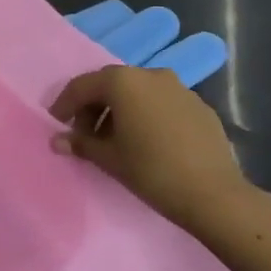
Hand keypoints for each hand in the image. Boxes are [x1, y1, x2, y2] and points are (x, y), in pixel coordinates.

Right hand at [49, 64, 257, 239]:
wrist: (214, 195)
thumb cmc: (151, 171)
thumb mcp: (109, 158)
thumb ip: (81, 143)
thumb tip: (58, 141)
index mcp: (123, 82)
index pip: (82, 86)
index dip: (65, 104)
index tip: (56, 122)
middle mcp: (150, 75)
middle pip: (111, 84)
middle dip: (93, 106)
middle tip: (84, 133)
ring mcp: (179, 88)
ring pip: (138, 92)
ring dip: (120, 110)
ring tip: (115, 139)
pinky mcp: (199, 105)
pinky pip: (161, 103)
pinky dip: (146, 114)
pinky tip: (147, 141)